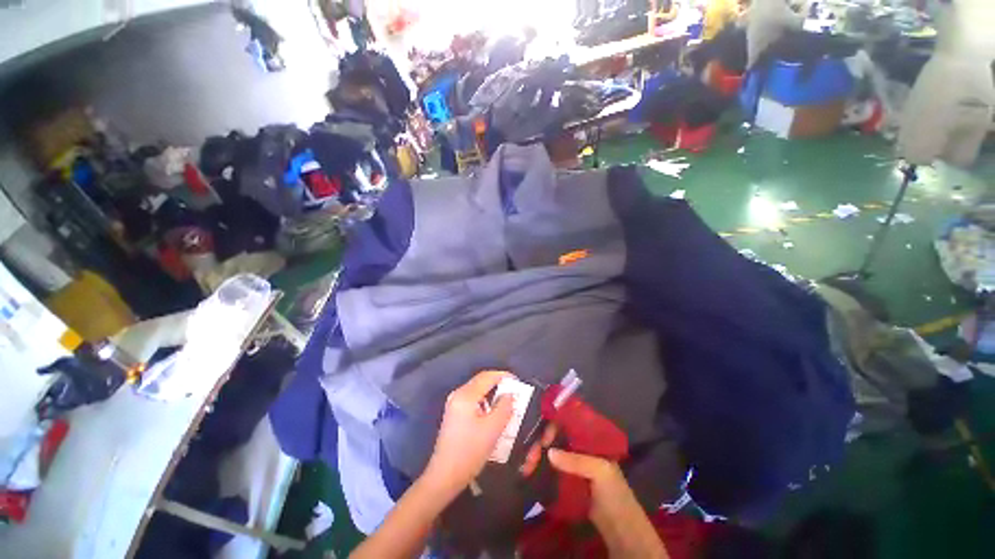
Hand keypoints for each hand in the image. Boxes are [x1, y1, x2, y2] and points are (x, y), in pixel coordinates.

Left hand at [424, 370, 514, 495]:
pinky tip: (493, 411)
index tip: (518, 381)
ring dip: (492, 392)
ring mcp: (454, 403)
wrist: (445, 476)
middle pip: (481, 381)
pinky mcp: (454, 412)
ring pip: (477, 390)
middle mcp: (458, 394)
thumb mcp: (493, 429)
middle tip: (515, 391)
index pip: (487, 376)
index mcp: (465, 395)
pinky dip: (485, 400)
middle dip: (499, 383)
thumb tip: (510, 394)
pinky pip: (473, 399)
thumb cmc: (470, 451)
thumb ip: (504, 407)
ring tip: (507, 401)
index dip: (504, 376)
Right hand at [519, 425, 634, 526]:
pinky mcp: (567, 480)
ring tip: (526, 468)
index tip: (544, 440)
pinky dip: (540, 469)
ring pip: (551, 453)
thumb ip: (576, 461)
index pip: (567, 425)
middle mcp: (579, 448)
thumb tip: (549, 452)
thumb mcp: (600, 471)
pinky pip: (550, 469)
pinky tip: (529, 472)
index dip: (554, 428)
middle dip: (541, 444)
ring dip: (537, 457)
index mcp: (590, 440)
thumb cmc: (615, 493)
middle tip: (530, 458)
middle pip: (555, 438)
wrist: (620, 528)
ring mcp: (573, 465)